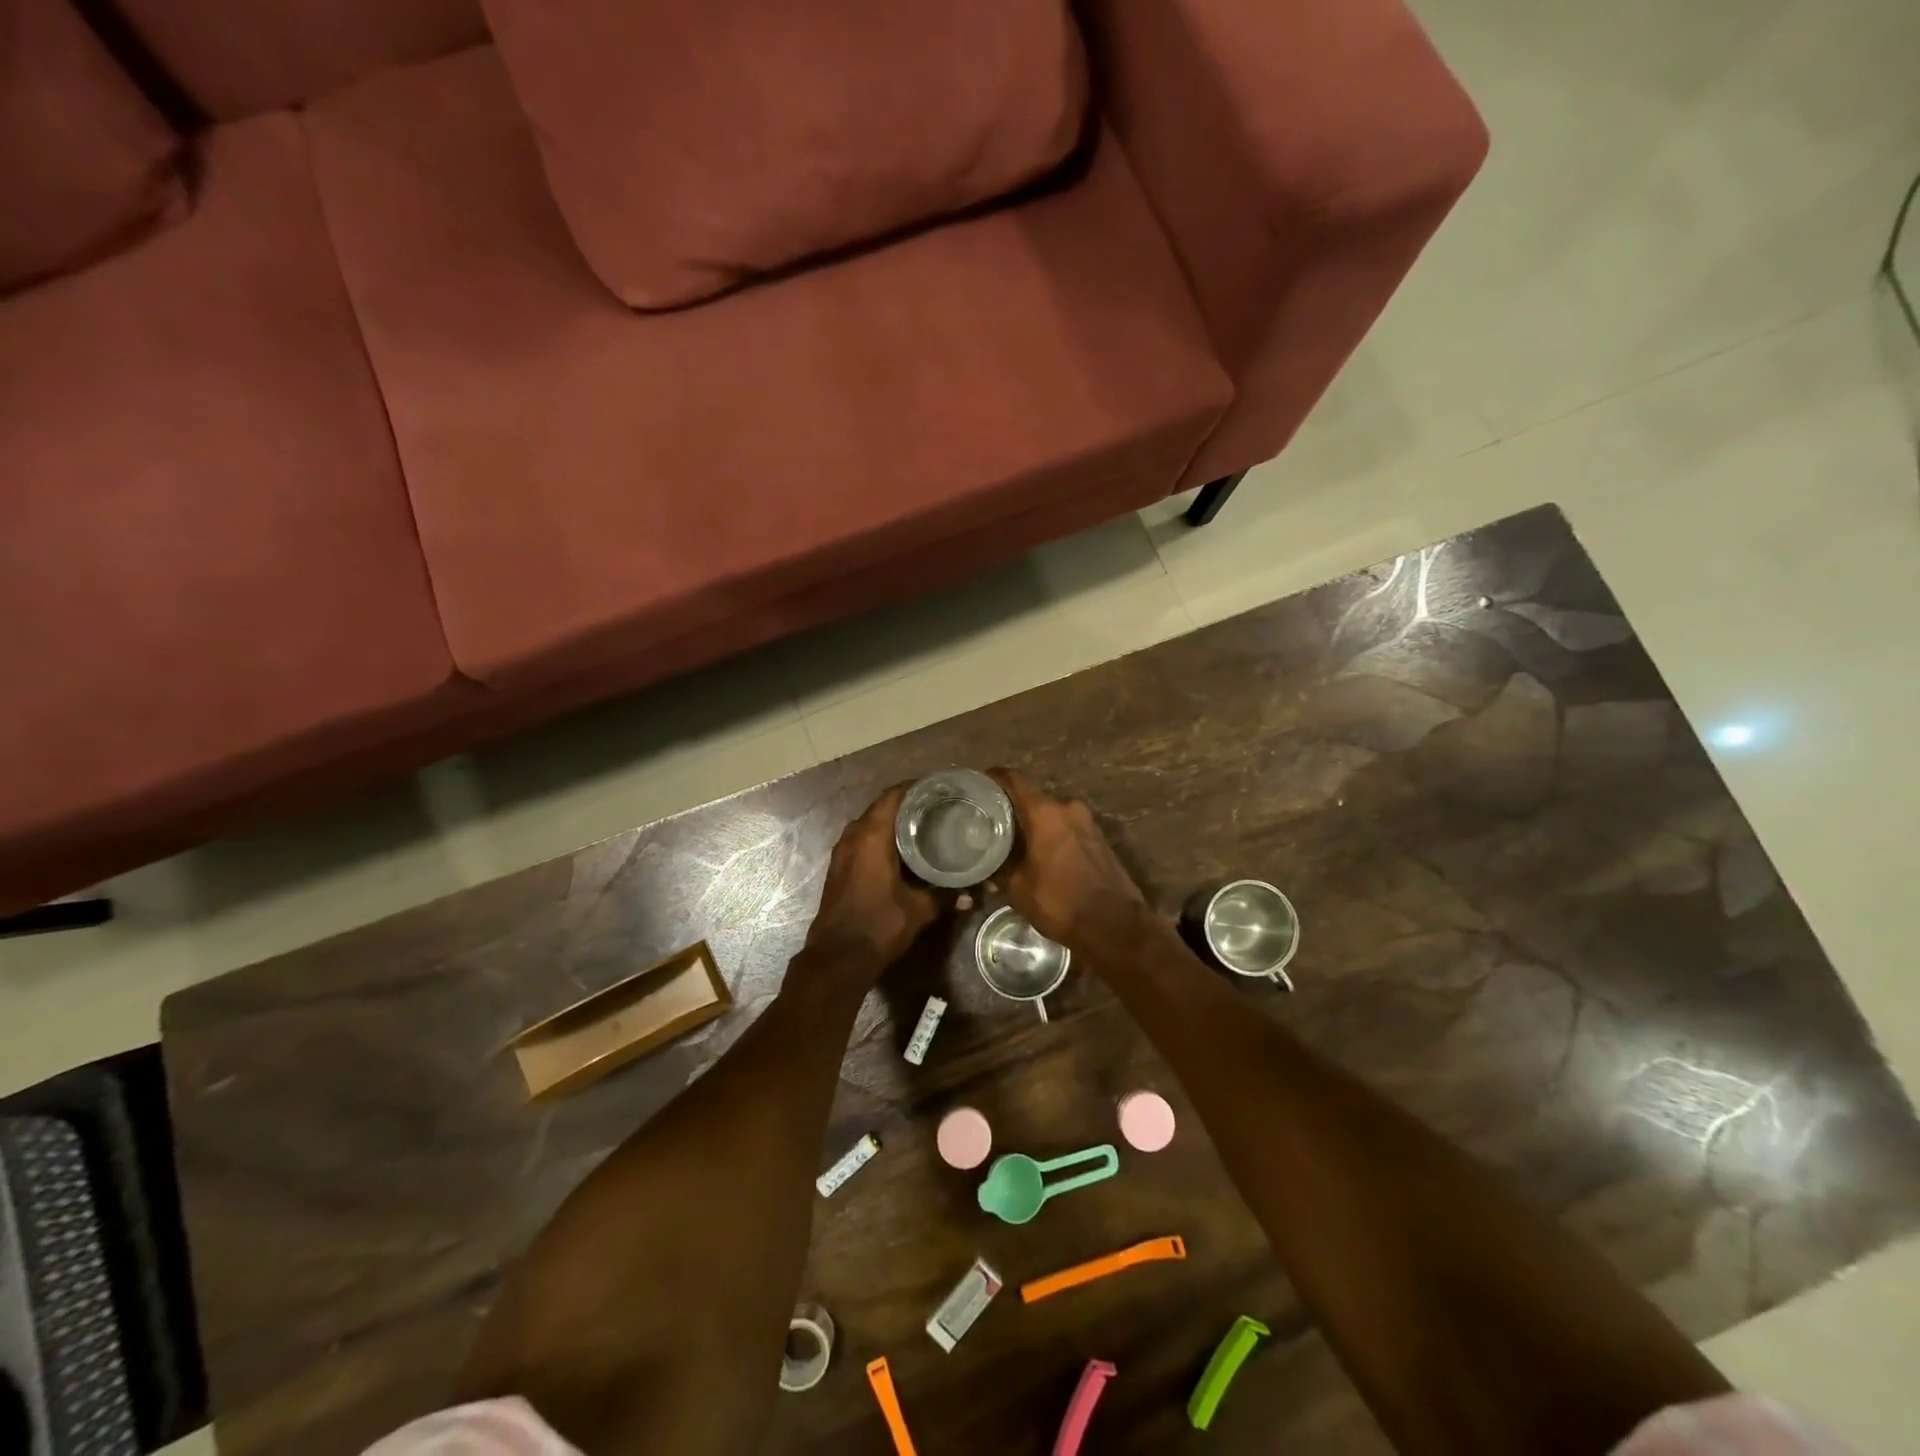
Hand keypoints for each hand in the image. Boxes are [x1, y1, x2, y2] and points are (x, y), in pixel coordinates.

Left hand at [804, 783, 939, 973]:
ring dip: (894, 822)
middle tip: (939, 807)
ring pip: (871, 823)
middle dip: (909, 804)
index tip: (941, 789)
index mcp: (872, 835)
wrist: (839, 956)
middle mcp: (854, 835)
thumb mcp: (919, 909)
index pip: (894, 795)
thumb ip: (946, 896)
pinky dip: (882, 837)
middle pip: (883, 807)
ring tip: (925, 825)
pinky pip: (863, 839)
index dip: (917, 788)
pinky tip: (904, 850)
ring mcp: (843, 851)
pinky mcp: (840, 866)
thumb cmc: (880, 925)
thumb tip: (974, 894)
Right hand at [988, 768, 1147, 953]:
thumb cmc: (1060, 902)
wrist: (1114, 924)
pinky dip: (1053, 833)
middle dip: (1015, 806)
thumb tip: (988, 865)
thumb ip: (1000, 869)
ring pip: (1054, 813)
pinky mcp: (1100, 838)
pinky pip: (1069, 827)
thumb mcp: (1018, 888)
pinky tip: (1040, 850)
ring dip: (1036, 822)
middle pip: (1035, 797)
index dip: (997, 777)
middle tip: (993, 819)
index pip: (1016, 780)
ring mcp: (1089, 822)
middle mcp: (1068, 808)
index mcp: (1045, 812)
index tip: (981, 781)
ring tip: (1015, 837)